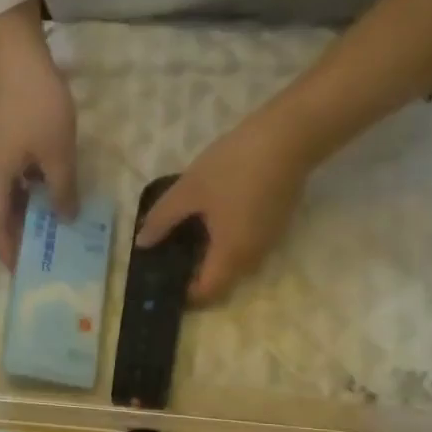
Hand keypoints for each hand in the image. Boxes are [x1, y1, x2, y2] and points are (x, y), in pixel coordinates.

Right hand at [0, 19, 78, 266]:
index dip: (8, 252)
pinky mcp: (2, 138)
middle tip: (44, 253)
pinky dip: (29, 190)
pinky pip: (14, 177)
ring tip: (51, 227)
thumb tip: (64, 218)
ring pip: (8, 194)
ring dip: (26, 212)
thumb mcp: (57, 152)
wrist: (12, 51)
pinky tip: (50, 191)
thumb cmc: (35, 105)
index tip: (24, 272)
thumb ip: (62, 189)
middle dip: (19, 236)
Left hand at [135, 105, 313, 303]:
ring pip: (235, 263)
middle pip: (222, 281)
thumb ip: (162, 220)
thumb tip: (142, 244)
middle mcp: (253, 257)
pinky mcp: (277, 224)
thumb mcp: (188, 191)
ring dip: (212, 260)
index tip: (163, 284)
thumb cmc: (233, 167)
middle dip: (196, 277)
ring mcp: (269, 241)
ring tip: (184, 240)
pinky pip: (246, 246)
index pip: (207, 292)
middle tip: (168, 260)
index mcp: (231, 255)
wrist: (290, 136)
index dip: (185, 296)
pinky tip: (210, 222)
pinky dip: (226, 244)